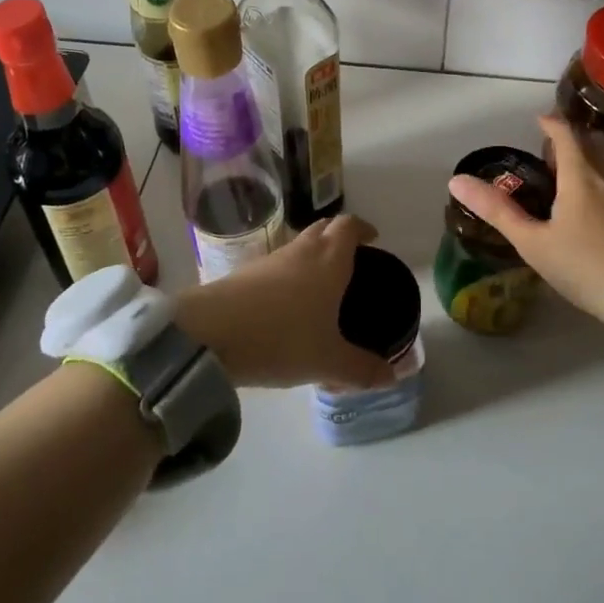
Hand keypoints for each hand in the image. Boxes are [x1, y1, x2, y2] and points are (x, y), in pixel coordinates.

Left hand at [174, 214, 398, 389]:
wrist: (210, 333)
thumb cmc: (281, 338)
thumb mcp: (327, 361)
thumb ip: (361, 369)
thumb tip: (393, 376)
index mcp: (329, 260)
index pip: (349, 226)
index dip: (363, 228)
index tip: (373, 239)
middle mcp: (301, 250)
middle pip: (324, 227)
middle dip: (339, 237)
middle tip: (352, 260)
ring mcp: (270, 259)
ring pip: (299, 245)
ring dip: (313, 255)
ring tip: (322, 285)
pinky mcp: (245, 273)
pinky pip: (277, 264)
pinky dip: (290, 273)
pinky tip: (288, 304)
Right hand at [449, 114, 603, 329]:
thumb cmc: (587, 269)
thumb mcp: (534, 243)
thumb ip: (497, 211)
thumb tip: (457, 180)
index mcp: (581, 175)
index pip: (566, 133)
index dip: (550, 122)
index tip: (538, 120)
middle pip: (594, 140)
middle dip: (574, 137)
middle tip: (554, 150)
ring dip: (594, 157)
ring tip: (575, 176)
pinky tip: (603, 208)